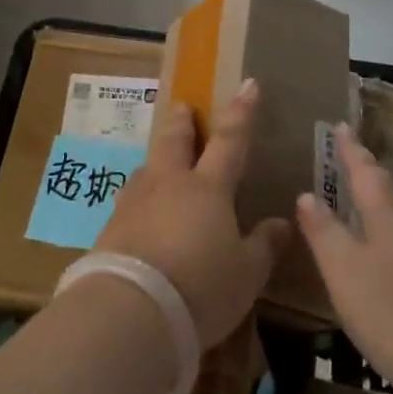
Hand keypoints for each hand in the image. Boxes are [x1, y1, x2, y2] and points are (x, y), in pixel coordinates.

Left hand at [95, 80, 290, 348]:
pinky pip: (129, 201)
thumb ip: (263, 245)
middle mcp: (169, 184)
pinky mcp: (110, 227)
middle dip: (181, 121)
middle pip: (174, 141)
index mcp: (208, 188)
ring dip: (156, 159)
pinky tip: (140, 211)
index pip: (230, 141)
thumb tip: (281, 222)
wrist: (130, 309)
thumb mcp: (246, 274)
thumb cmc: (201, 287)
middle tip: (183, 107)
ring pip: (147, 168)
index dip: (241, 112)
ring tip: (160, 160)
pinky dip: (140, 198)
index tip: (247, 84)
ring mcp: (135, 202)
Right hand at [295, 126, 392, 393]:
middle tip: (353, 163)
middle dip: (372, 174)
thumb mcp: (344, 271)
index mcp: (390, 217)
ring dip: (388, 203)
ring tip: (369, 205)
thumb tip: (308, 195)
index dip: (352, 150)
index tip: (341, 127)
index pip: (367, 172)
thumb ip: (324, 232)